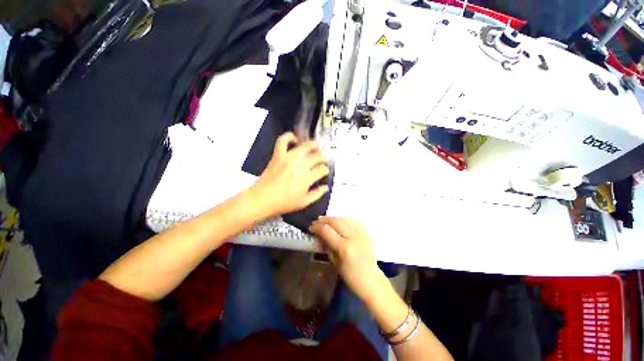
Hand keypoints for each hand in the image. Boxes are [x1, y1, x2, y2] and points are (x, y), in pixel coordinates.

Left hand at [250, 132, 329, 216]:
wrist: (262, 199)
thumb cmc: (283, 202)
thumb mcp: (304, 202)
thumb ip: (317, 194)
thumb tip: (325, 188)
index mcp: (307, 177)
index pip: (322, 169)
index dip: (325, 170)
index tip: (324, 172)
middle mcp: (300, 165)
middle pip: (317, 156)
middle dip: (323, 157)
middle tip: (323, 159)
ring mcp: (289, 158)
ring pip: (305, 146)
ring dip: (313, 145)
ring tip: (316, 146)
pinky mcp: (278, 155)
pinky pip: (283, 140)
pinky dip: (289, 136)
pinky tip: (294, 139)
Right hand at [310, 217, 381, 301]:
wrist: (372, 279)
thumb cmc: (351, 276)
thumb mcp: (334, 263)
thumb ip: (327, 246)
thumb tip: (319, 235)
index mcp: (344, 248)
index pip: (327, 230)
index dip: (317, 227)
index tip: (311, 228)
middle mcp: (353, 237)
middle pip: (335, 221)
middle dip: (323, 220)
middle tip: (316, 222)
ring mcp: (361, 233)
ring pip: (344, 218)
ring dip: (333, 218)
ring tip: (326, 220)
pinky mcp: (366, 232)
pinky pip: (352, 220)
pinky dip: (343, 219)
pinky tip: (339, 221)